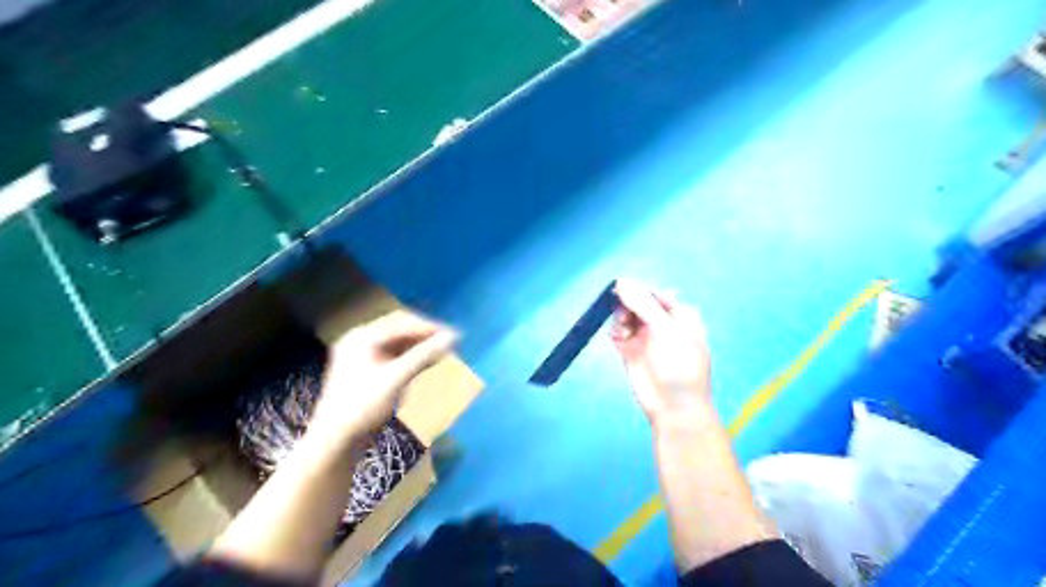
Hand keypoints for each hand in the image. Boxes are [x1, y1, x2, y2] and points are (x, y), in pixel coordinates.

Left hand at [307, 312, 458, 445]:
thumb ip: (425, 355)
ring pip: (398, 342)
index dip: (430, 327)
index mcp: (362, 336)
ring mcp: (361, 355)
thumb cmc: (364, 406)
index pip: (402, 323)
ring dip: (420, 346)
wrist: (335, 441)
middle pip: (400, 330)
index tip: (455, 335)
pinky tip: (426, 361)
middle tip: (451, 342)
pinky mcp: (366, 370)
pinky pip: (394, 355)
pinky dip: (411, 357)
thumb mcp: (396, 378)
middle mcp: (360, 340)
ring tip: (443, 351)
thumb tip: (454, 336)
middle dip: (425, 335)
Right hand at [610, 278, 714, 423]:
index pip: (654, 294)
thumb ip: (642, 304)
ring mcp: (645, 338)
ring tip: (622, 329)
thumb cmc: (679, 365)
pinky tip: (618, 339)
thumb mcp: (665, 330)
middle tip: (622, 312)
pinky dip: (615, 332)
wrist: (674, 407)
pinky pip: (618, 333)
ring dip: (620, 319)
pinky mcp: (630, 351)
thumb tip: (621, 281)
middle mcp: (661, 323)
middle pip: (637, 303)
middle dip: (626, 305)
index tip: (620, 289)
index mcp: (679, 314)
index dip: (637, 290)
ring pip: (625, 317)